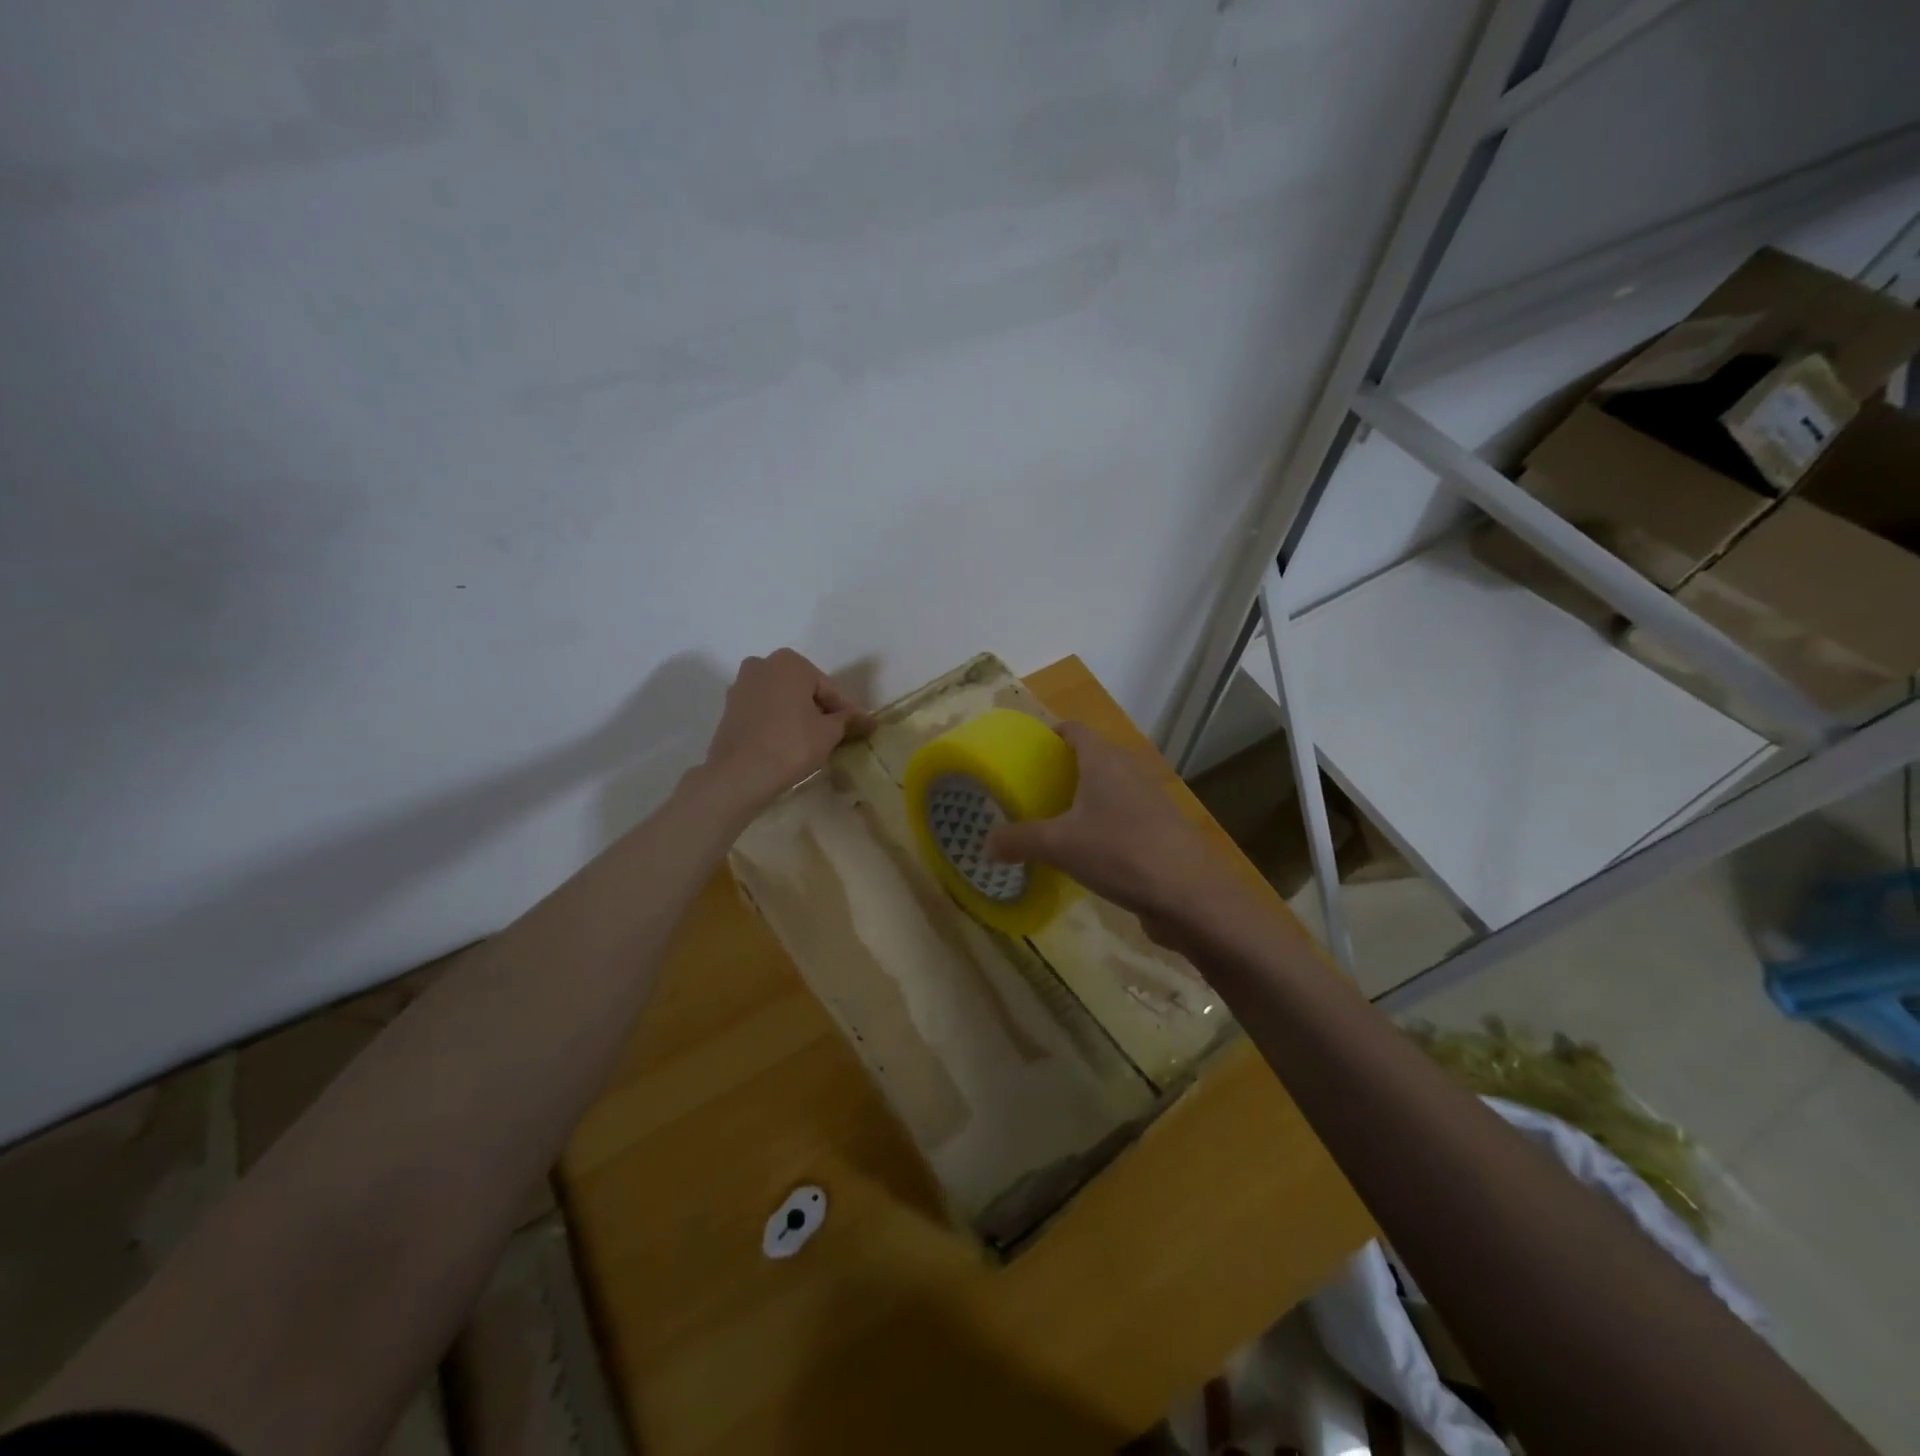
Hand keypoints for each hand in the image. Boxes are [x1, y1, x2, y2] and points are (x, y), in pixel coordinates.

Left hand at [700, 649, 875, 810]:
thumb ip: (848, 720)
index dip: (847, 711)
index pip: (829, 689)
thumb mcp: (829, 733)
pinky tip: (790, 743)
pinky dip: (780, 722)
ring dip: (800, 716)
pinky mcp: (730, 708)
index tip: (862, 728)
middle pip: (804, 690)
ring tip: (816, 742)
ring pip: (783, 700)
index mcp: (790, 662)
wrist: (739, 774)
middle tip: (840, 735)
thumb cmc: (791, 745)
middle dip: (822, 710)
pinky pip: (765, 711)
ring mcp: (742, 685)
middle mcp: (763, 664)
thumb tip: (868, 720)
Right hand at [984, 721, 1227, 939]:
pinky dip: (1101, 823)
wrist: (1190, 895)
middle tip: (1030, 789)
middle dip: (1061, 769)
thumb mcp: (1059, 846)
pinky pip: (1121, 815)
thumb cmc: (1120, 852)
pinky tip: (1084, 849)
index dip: (1050, 734)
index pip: (1074, 730)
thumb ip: (1019, 840)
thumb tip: (986, 844)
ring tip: (1051, 819)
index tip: (1025, 751)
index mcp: (1104, 760)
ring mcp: (1148, 801)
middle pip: (1091, 757)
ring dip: (1082, 798)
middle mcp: (1128, 771)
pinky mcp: (1159, 829)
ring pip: (1108, 788)